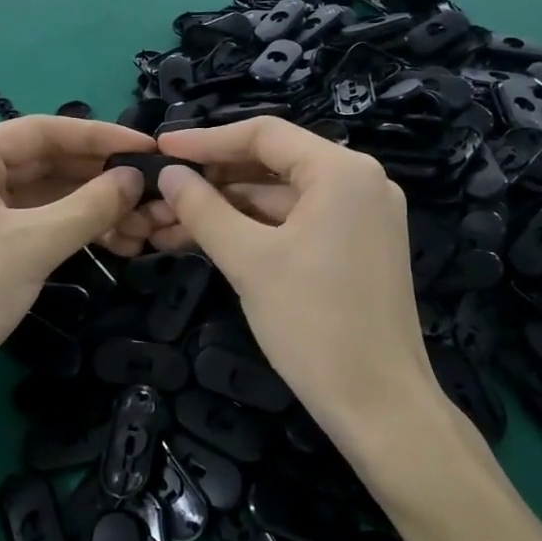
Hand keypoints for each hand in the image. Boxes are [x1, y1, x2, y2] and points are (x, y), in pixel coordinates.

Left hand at [0, 116, 152, 422]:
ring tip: (140, 219)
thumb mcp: (35, 244)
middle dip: (97, 176)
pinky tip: (111, 235)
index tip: (146, 148)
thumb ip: (91, 205)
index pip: (42, 131)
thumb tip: (137, 178)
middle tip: (150, 187)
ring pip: (42, 192)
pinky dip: (70, 225)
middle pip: (43, 160)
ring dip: (89, 204)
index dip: (98, 137)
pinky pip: (33, 218)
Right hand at [153, 119, 452, 462]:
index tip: (161, 148)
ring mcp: (362, 216)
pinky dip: (255, 230)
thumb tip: (169, 174)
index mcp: (341, 170)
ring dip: (228, 209)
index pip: (264, 134)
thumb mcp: (248, 260)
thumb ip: (203, 209)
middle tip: (161, 193)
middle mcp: (360, 181)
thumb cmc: (313, 324)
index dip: (206, 140)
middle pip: (272, 164)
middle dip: (213, 180)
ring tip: (170, 224)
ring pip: (281, 198)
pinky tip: (209, 241)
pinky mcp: (358, 247)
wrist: (380, 406)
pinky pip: (297, 222)